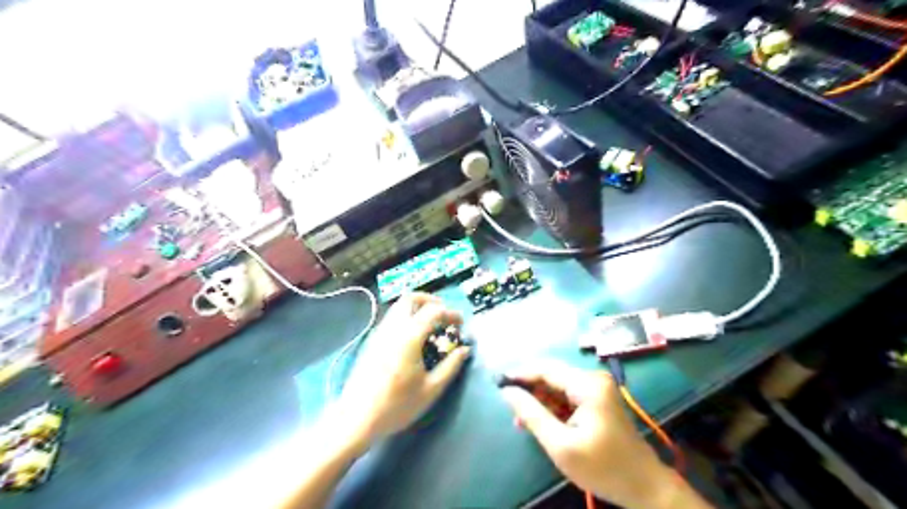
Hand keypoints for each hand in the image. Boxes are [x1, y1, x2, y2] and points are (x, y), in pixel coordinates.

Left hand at [336, 294, 470, 445]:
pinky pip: (392, 318)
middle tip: (444, 313)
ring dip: (417, 308)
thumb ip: (451, 366)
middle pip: (410, 298)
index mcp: (409, 337)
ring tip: (431, 325)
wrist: (356, 419)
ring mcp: (379, 333)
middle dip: (430, 300)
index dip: (451, 313)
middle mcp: (393, 328)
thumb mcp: (431, 390)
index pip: (433, 311)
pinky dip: (406, 317)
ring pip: (399, 307)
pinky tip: (414, 337)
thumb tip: (464, 350)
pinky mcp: (372, 341)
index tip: (461, 324)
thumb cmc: (396, 406)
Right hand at [499, 365, 683, 505]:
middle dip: (529, 389)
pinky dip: (552, 407)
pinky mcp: (598, 399)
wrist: (644, 487)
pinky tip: (541, 421)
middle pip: (551, 376)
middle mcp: (593, 379)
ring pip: (557, 386)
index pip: (546, 370)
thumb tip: (508, 392)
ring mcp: (597, 388)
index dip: (520, 374)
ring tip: (521, 420)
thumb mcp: (561, 444)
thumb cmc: (602, 467)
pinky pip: (567, 395)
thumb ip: (532, 415)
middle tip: (509, 405)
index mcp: (587, 385)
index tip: (498, 382)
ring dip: (539, 400)